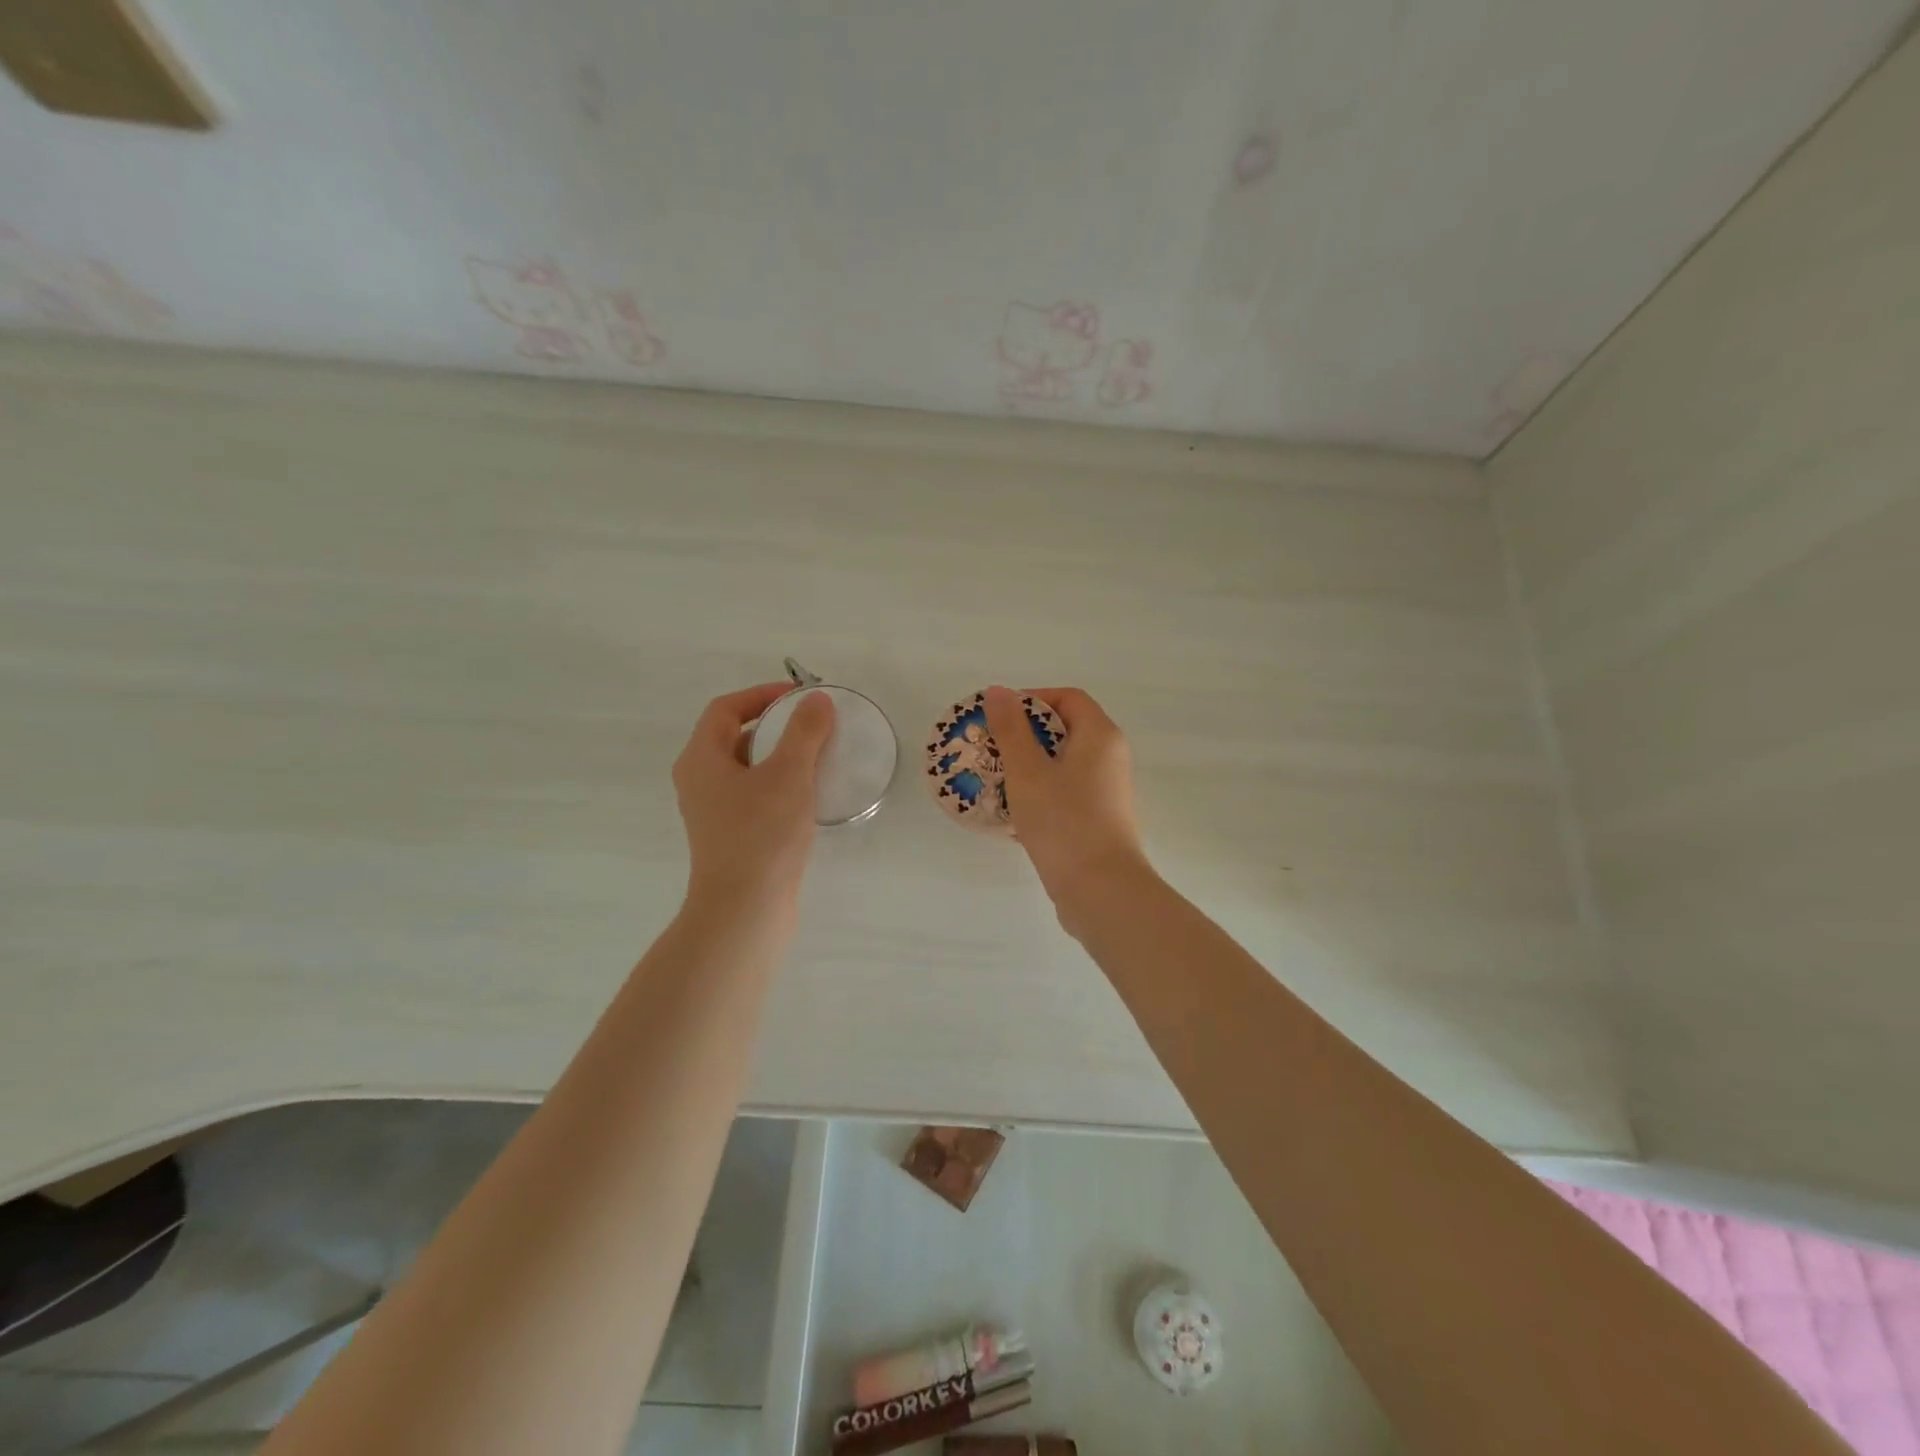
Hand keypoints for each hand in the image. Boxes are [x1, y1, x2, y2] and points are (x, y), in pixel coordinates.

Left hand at [673, 683, 835, 914]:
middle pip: (734, 737)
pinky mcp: (732, 837)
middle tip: (813, 725)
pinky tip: (810, 796)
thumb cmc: (762, 834)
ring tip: (818, 756)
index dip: (762, 695)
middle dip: (775, 725)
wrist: (745, 911)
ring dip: (780, 756)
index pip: (726, 709)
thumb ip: (805, 731)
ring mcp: (714, 813)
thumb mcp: (789, 774)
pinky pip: (755, 796)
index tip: (800, 698)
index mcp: (701, 759)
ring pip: (747, 769)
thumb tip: (816, 700)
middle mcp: (700, 782)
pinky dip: (780, 786)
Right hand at [984, 685, 1148, 917]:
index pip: (1067, 698)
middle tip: (989, 750)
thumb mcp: (1028, 771)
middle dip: (1023, 736)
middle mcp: (1110, 757)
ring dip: (1028, 768)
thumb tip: (999, 691)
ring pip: (1062, 765)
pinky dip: (1039, 795)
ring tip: (993, 781)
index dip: (1031, 700)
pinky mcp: (1099, 820)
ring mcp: (1106, 791)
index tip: (998, 717)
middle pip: (1064, 731)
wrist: (1101, 890)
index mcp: (1100, 735)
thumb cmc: (1063, 821)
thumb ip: (1011, 729)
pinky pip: (1065, 794)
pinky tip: (1011, 814)